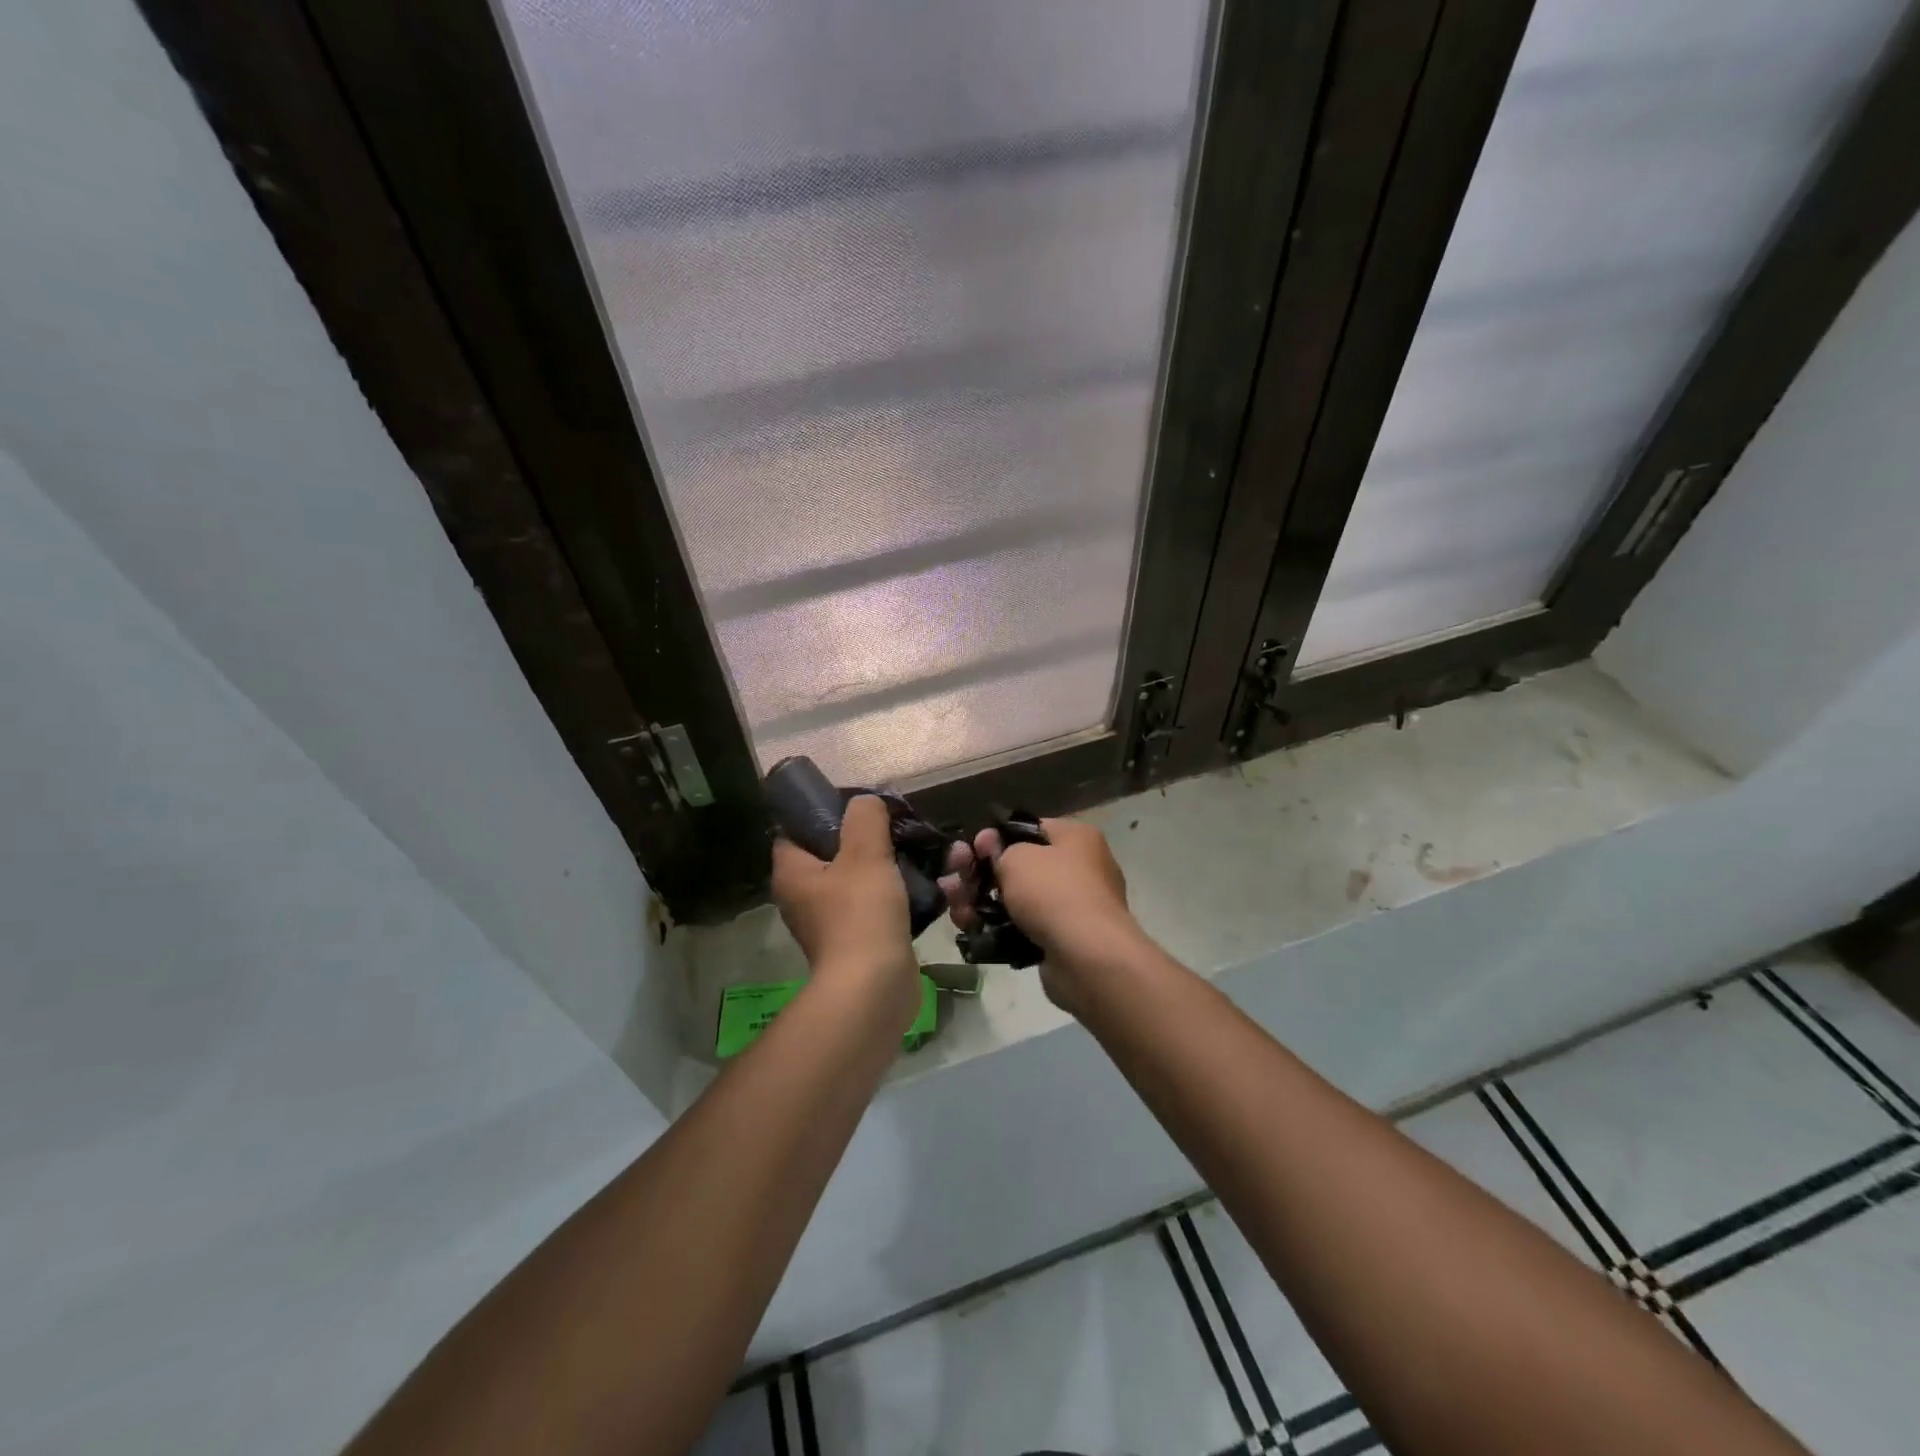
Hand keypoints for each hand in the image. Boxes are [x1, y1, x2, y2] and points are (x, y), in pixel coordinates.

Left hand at [772, 796, 919, 1016]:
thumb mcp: (865, 852)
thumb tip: (865, 802)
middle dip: (867, 839)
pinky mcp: (859, 940)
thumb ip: (865, 818)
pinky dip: (898, 894)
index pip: (795, 830)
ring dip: (889, 866)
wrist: (875, 989)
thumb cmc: (861, 914)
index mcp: (793, 873)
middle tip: (896, 826)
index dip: (822, 812)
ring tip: (920, 851)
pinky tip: (928, 883)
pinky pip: (877, 906)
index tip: (857, 805)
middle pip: (833, 853)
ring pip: (860, 879)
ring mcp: (831, 921)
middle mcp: (805, 896)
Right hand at [940, 818, 1143, 1013]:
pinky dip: (995, 927)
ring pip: (1015, 899)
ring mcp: (1070, 908)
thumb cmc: (1054, 892)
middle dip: (979, 873)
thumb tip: (990, 845)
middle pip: (1018, 866)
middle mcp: (1078, 869)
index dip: (996, 838)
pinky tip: (970, 929)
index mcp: (1076, 839)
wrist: (1087, 958)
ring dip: (980, 901)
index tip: (972, 849)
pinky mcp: (1059, 941)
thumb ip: (998, 849)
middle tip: (951, 878)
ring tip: (954, 908)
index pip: (1029, 829)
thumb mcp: (1018, 858)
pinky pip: (1021, 927)